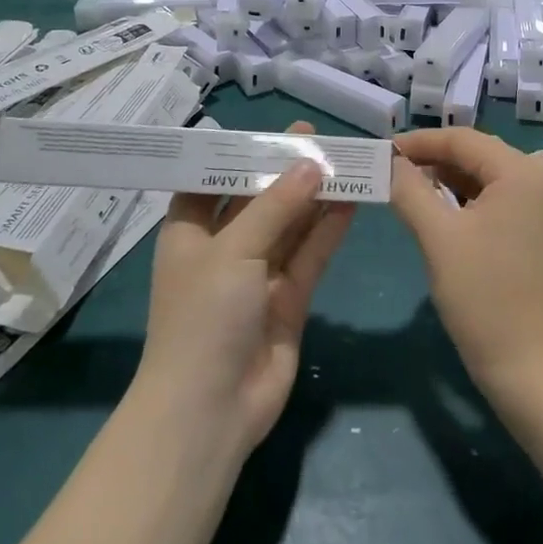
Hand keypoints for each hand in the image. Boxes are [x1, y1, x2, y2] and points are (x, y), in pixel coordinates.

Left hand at [137, 122, 353, 452]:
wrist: (211, 412)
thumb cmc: (204, 318)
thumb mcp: (233, 250)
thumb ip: (276, 206)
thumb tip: (311, 165)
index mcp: (191, 232)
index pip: (212, 180)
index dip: (239, 154)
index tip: (270, 131)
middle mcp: (224, 248)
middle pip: (258, 199)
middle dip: (285, 170)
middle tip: (317, 137)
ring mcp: (258, 275)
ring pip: (291, 224)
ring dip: (314, 196)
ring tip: (344, 159)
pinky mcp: (289, 298)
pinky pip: (310, 254)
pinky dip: (329, 228)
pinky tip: (351, 200)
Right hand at [389, 129, 542, 408]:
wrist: (535, 371)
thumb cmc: (484, 299)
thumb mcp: (438, 237)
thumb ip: (410, 189)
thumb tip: (391, 163)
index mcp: (527, 172)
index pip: (464, 139)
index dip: (420, 142)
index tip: (385, 151)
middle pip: (483, 156)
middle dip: (437, 162)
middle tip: (396, 172)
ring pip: (497, 178)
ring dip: (457, 182)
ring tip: (417, 191)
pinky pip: (513, 200)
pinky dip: (480, 201)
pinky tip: (452, 212)